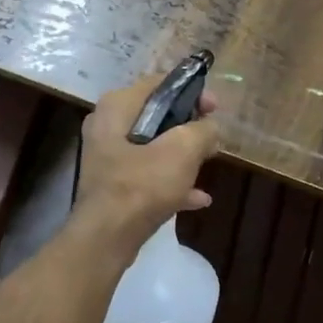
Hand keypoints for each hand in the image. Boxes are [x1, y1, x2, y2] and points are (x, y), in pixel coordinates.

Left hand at [74, 74, 221, 248]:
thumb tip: (210, 127)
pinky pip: (147, 175)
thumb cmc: (142, 185)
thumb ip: (202, 130)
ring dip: (182, 156)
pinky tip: (198, 198)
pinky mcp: (112, 185)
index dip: (192, 91)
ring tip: (207, 164)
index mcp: (117, 106)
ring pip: (153, 146)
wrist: (106, 238)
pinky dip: (171, 181)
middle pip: (156, 115)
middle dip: (188, 127)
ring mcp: (107, 157)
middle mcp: (106, 126)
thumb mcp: (183, 150)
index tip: (215, 108)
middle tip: (212, 138)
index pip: (159, 83)